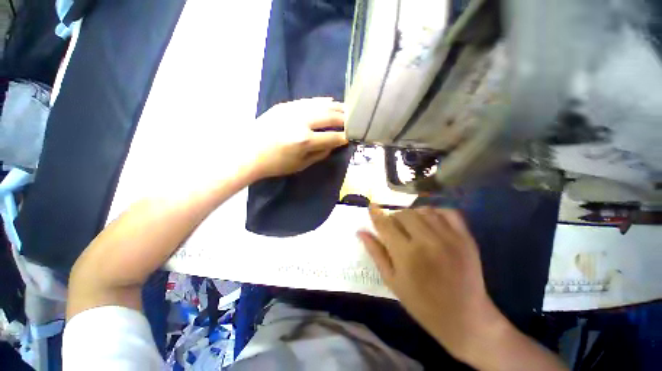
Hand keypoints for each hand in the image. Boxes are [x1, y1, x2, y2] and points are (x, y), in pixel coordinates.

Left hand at [249, 97, 347, 178]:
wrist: (247, 152)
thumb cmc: (275, 164)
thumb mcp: (300, 165)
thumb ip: (319, 154)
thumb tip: (333, 145)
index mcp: (304, 140)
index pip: (332, 137)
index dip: (344, 137)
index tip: (352, 137)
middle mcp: (301, 122)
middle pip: (329, 117)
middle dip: (345, 119)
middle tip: (355, 120)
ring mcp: (292, 110)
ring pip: (321, 105)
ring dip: (336, 107)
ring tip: (347, 109)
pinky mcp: (285, 105)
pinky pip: (308, 101)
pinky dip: (321, 101)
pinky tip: (330, 101)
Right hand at [357, 206, 506, 361]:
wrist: (465, 318)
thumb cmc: (421, 303)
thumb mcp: (392, 280)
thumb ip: (375, 252)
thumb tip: (361, 231)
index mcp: (406, 255)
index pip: (385, 224)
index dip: (376, 214)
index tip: (371, 207)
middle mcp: (427, 241)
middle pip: (404, 213)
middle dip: (394, 217)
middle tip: (394, 227)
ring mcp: (449, 238)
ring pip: (423, 210)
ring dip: (412, 214)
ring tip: (411, 225)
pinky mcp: (466, 238)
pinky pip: (447, 212)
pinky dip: (435, 212)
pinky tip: (430, 221)